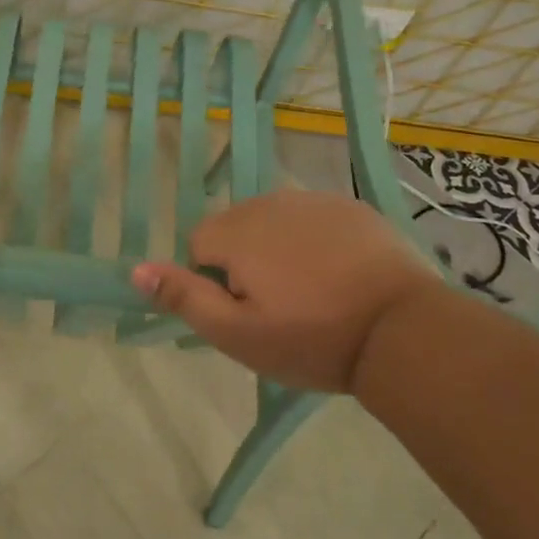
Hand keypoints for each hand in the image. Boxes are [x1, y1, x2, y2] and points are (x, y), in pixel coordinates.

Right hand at [132, 190, 443, 393]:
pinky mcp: (351, 207)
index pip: (199, 245)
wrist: (402, 330)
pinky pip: (313, 220)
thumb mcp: (238, 334)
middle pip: (235, 228)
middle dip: (245, 262)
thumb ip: (184, 298)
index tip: (248, 313)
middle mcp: (269, 202)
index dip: (215, 282)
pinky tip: (341, 275)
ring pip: (274, 223)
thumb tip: (135, 269)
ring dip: (279, 249)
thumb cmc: (312, 338)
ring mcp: (314, 200)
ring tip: (312, 292)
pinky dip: (316, 241)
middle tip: (279, 307)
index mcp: (237, 231)